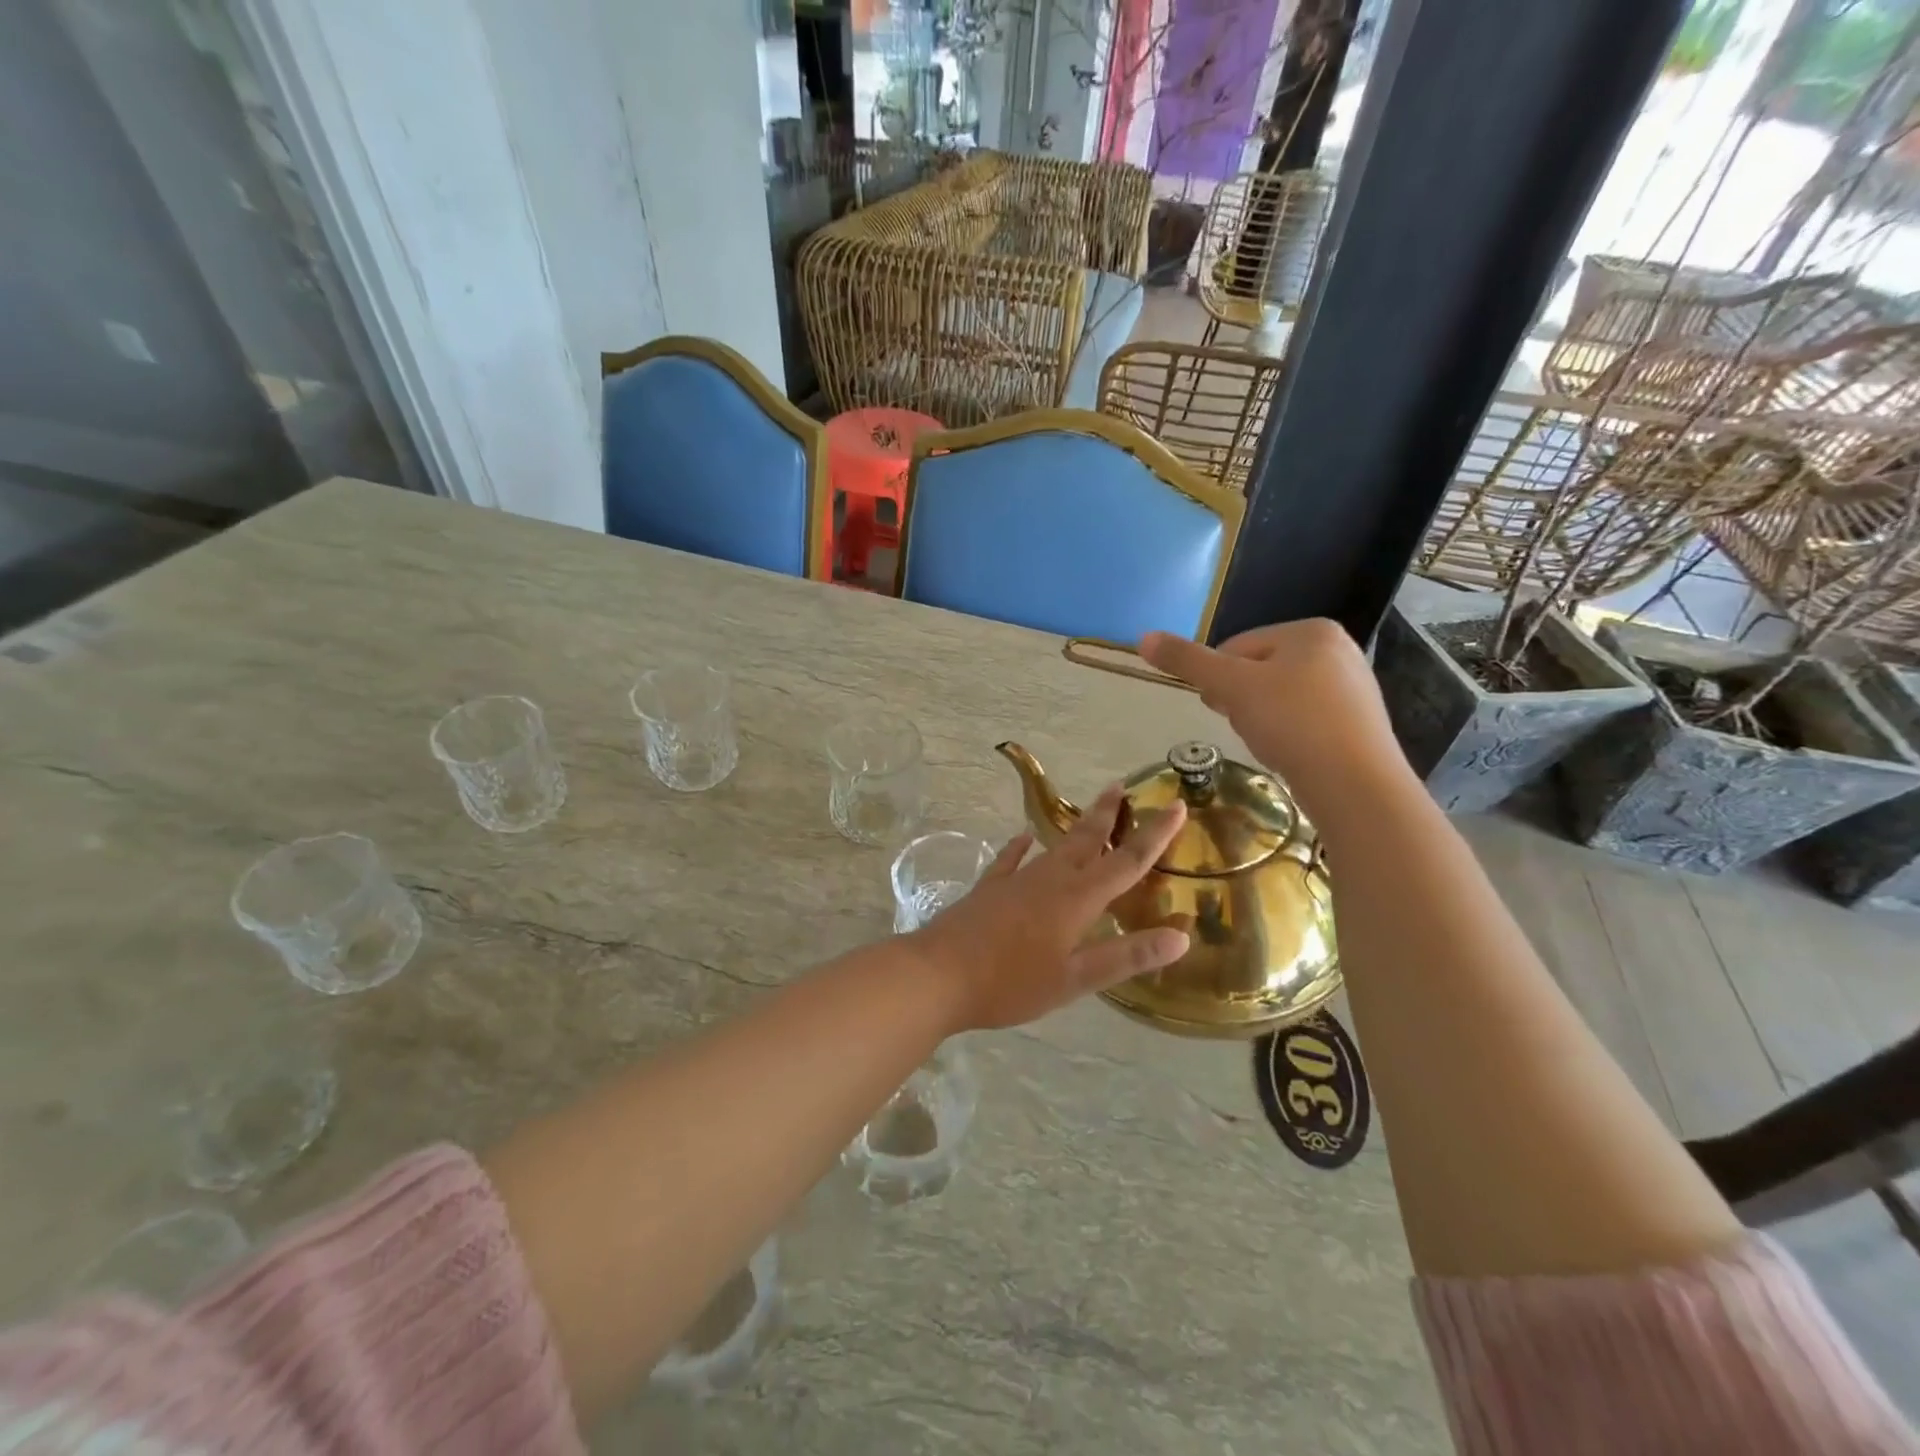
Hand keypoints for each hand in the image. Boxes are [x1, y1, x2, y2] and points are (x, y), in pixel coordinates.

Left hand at [910, 787, 1189, 1030]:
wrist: (938, 974)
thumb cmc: (1010, 983)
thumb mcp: (1075, 979)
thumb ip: (1126, 957)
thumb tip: (1181, 937)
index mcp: (1077, 899)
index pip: (1127, 861)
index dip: (1155, 835)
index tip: (1176, 805)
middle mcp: (1050, 879)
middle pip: (1087, 840)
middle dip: (1108, 814)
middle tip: (1121, 786)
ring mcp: (1016, 880)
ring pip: (1055, 846)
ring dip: (1076, 829)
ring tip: (1090, 813)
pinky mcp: (990, 889)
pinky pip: (1011, 860)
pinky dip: (1021, 847)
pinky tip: (1023, 838)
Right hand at [1139, 620, 1413, 825]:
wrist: (1356, 785)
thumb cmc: (1292, 723)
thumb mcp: (1231, 687)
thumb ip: (1187, 661)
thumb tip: (1143, 637)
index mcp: (1311, 630)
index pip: (1237, 646)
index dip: (1219, 679)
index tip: (1221, 708)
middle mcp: (1339, 648)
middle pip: (1259, 669)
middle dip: (1242, 699)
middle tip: (1246, 727)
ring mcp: (1353, 686)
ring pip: (1280, 696)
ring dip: (1262, 718)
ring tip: (1269, 744)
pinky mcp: (1358, 721)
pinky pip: (1305, 718)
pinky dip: (1289, 733)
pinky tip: (1291, 754)